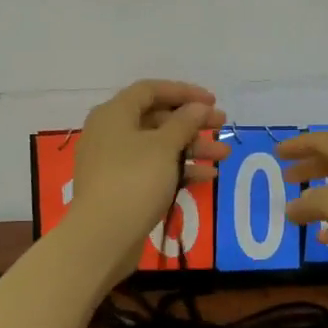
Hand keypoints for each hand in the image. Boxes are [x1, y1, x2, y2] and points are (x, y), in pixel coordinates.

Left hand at [69, 80, 228, 247]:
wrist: (103, 237)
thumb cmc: (134, 180)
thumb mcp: (164, 146)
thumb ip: (184, 122)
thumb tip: (197, 106)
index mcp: (114, 114)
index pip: (150, 90)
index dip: (183, 92)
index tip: (212, 101)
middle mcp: (110, 132)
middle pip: (156, 118)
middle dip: (192, 122)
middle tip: (222, 125)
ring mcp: (114, 162)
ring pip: (158, 146)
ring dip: (192, 147)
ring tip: (224, 155)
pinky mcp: (121, 187)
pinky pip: (153, 169)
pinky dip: (178, 169)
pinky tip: (207, 177)